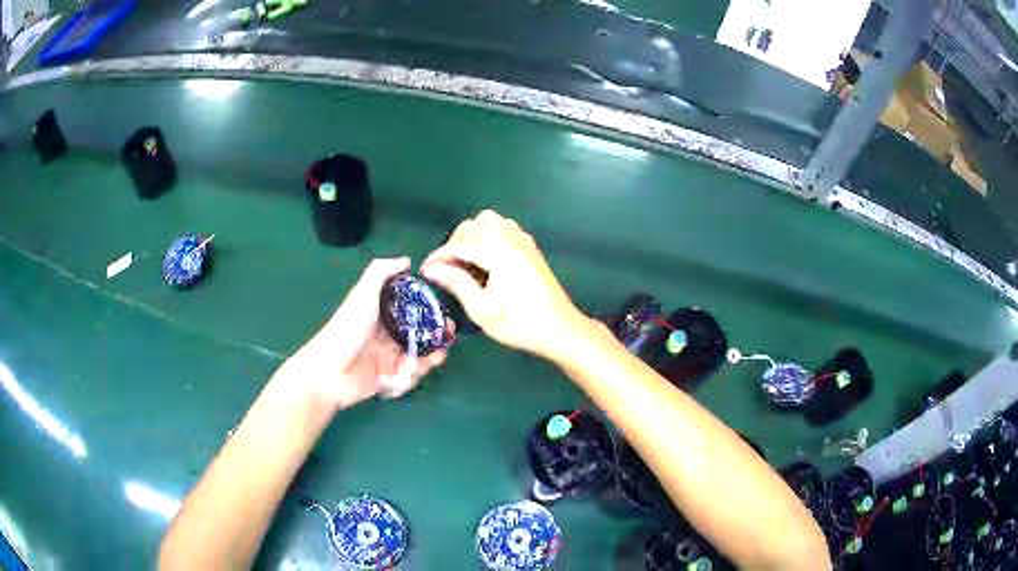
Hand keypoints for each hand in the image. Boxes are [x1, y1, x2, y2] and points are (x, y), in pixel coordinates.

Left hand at [278, 258, 450, 410]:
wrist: (328, 372)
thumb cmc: (346, 329)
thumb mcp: (362, 295)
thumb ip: (381, 273)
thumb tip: (407, 261)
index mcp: (381, 313)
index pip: (411, 307)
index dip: (430, 308)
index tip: (445, 309)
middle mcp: (387, 334)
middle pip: (419, 333)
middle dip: (437, 334)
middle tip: (448, 335)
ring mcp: (388, 358)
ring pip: (419, 355)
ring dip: (431, 357)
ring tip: (437, 357)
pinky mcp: (388, 380)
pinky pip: (409, 377)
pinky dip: (414, 375)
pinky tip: (413, 371)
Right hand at [421, 210, 587, 360]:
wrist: (559, 328)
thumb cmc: (519, 323)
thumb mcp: (481, 308)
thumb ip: (455, 283)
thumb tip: (431, 269)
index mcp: (497, 250)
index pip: (458, 243)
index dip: (438, 256)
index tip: (425, 272)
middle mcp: (510, 237)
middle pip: (472, 226)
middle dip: (454, 244)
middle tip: (445, 270)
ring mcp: (522, 239)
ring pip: (488, 222)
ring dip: (471, 237)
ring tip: (465, 263)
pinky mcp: (529, 246)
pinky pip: (503, 228)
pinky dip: (488, 237)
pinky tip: (486, 261)